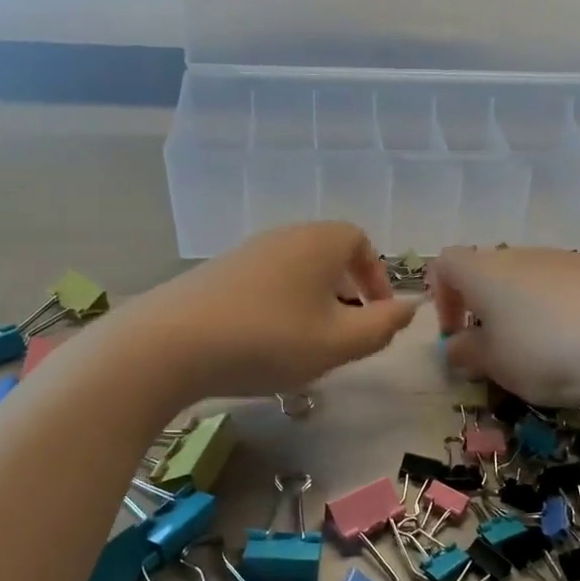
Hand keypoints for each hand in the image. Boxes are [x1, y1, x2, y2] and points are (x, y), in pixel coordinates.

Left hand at [122, 223, 418, 401]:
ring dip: (312, 302)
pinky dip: (280, 306)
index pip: (360, 242)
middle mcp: (283, 236)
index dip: (376, 277)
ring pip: (295, 271)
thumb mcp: (338, 344)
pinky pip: (265, 282)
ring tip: (308, 343)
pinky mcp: (216, 273)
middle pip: (327, 255)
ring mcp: (246, 252)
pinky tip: (265, 342)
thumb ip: (382, 328)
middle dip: (345, 292)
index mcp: (319, 242)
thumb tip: (410, 308)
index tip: (377, 314)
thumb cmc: (269, 340)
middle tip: (346, 333)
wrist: (169, 344)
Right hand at [429, 247, 579, 427]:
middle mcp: (522, 255)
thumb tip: (454, 347)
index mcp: (484, 271)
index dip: (441, 297)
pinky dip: (564, 313)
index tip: (454, 335)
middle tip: (497, 351)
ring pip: (532, 281)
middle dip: (486, 309)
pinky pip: (569, 289)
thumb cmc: (545, 349)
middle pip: (491, 271)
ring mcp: (567, 259)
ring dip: (526, 312)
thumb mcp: (496, 364)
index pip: (445, 264)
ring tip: (543, 355)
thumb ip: (468, 354)